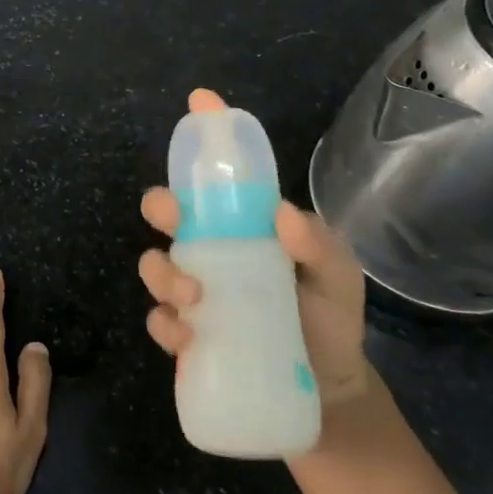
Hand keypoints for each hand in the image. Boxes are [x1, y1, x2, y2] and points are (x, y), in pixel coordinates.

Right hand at [138, 88, 376, 441]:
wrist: (325, 391)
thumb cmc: (329, 320)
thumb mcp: (338, 277)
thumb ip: (320, 245)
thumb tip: (281, 214)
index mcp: (243, 226)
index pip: (220, 176)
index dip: (208, 135)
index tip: (200, 101)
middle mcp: (210, 250)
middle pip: (167, 212)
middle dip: (161, 205)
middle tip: (174, 218)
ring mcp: (193, 291)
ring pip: (153, 264)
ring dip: (162, 273)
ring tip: (194, 297)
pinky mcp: (184, 334)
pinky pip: (159, 320)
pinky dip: (166, 323)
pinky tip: (190, 338)